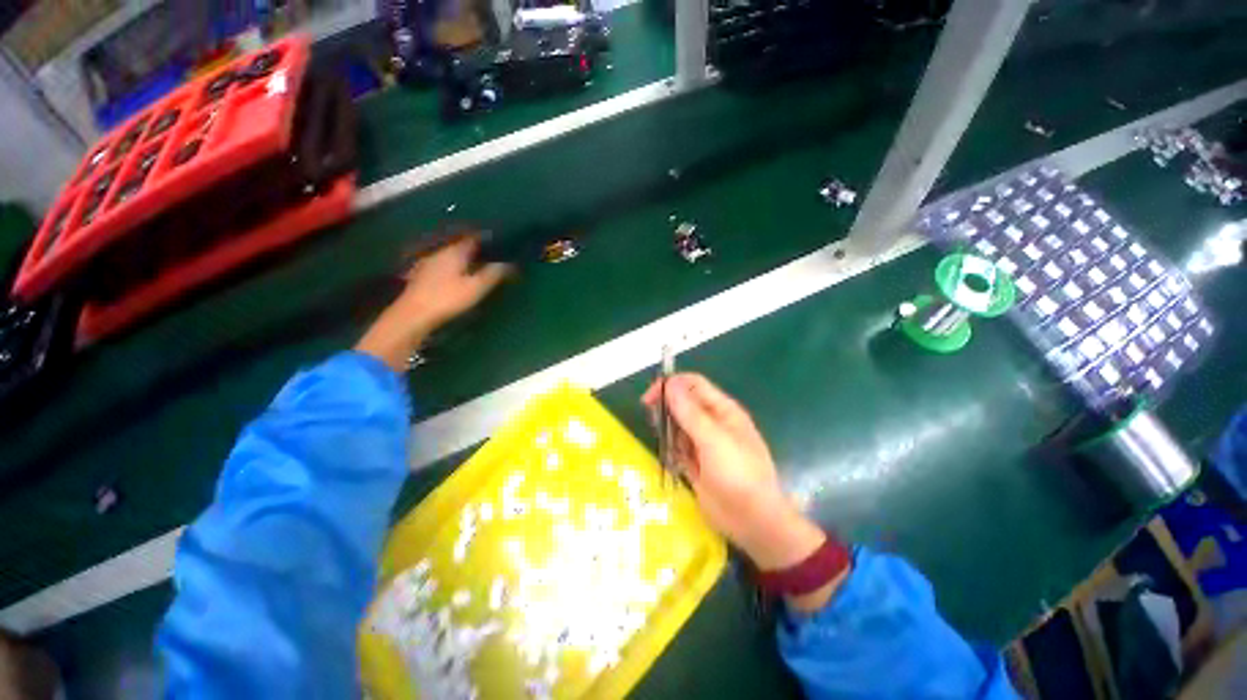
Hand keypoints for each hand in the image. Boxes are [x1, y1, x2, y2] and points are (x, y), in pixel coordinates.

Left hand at [356, 236, 510, 371]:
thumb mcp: (475, 287)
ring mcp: (428, 263)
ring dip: (463, 259)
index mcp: (454, 252)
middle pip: (460, 246)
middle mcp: (440, 252)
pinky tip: (456, 276)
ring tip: (476, 266)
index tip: (498, 243)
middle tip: (490, 256)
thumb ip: (492, 274)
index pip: (472, 238)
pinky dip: (453, 267)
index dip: (485, 239)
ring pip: (450, 256)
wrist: (413, 314)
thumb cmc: (447, 298)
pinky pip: (442, 265)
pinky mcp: (421, 275)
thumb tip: (509, 263)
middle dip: (474, 249)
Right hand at [642, 374, 825, 570]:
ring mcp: (704, 444)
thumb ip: (690, 412)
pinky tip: (670, 457)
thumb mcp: (713, 440)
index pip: (693, 385)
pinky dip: (671, 449)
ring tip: (664, 441)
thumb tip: (670, 384)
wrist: (753, 521)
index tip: (650, 397)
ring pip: (678, 425)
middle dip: (667, 408)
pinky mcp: (696, 463)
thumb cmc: (738, 474)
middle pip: (683, 404)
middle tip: (654, 421)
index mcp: (722, 410)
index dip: (672, 385)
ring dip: (668, 429)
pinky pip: (678, 447)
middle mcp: (712, 423)